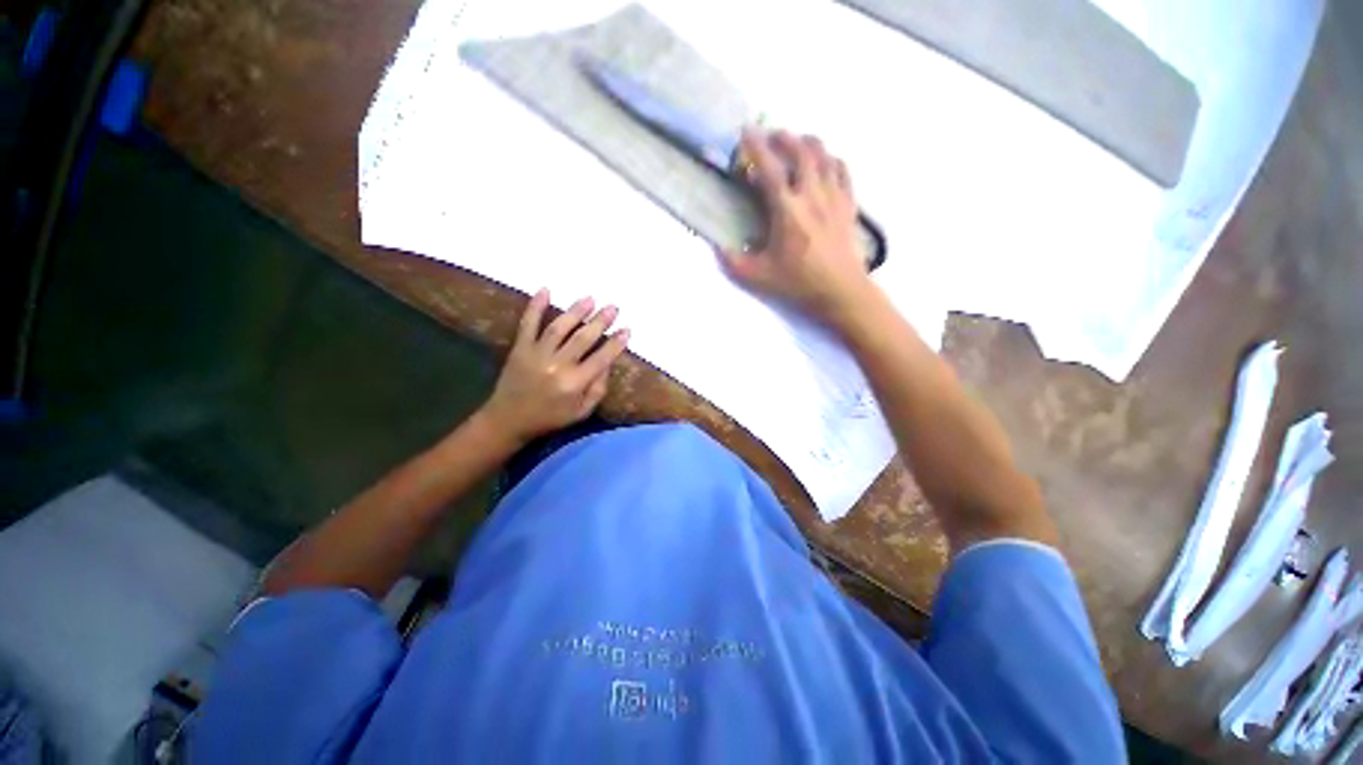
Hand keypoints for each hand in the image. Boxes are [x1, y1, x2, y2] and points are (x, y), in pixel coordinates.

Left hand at [480, 289, 629, 444]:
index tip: (627, 330)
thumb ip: (598, 389)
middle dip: (600, 322)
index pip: (601, 359)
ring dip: (575, 311)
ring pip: (558, 328)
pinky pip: (528, 324)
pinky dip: (535, 306)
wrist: (508, 420)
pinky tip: (545, 290)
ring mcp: (536, 354)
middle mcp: (557, 366)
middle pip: (582, 339)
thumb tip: (607, 364)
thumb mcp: (581, 412)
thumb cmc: (550, 418)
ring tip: (589, 299)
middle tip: (613, 307)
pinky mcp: (520, 348)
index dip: (615, 344)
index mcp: (574, 384)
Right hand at [720, 128, 874, 327]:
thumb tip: (716, 247)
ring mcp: (834, 197)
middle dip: (784, 137)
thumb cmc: (798, 284)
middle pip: (801, 151)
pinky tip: (824, 163)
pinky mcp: (849, 204)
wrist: (841, 292)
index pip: (770, 168)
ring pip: (824, 155)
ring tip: (797, 142)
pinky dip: (831, 159)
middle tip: (771, 135)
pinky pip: (843, 170)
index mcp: (787, 211)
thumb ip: (732, 262)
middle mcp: (812, 195)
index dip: (756, 146)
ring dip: (808, 142)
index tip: (746, 131)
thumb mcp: (758, 277)